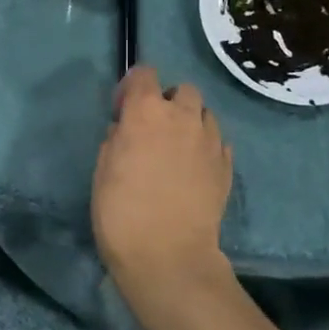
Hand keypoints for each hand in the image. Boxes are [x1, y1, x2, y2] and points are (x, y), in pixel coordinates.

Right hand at [92, 65, 233, 302]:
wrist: (168, 255)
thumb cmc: (121, 212)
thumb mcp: (102, 172)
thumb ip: (115, 141)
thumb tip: (124, 131)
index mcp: (146, 113)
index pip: (144, 74)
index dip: (132, 87)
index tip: (122, 111)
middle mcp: (183, 117)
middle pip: (183, 90)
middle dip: (168, 102)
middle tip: (154, 130)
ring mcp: (210, 141)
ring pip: (205, 114)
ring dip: (190, 123)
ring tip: (177, 150)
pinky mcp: (226, 166)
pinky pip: (218, 143)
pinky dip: (206, 148)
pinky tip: (193, 171)